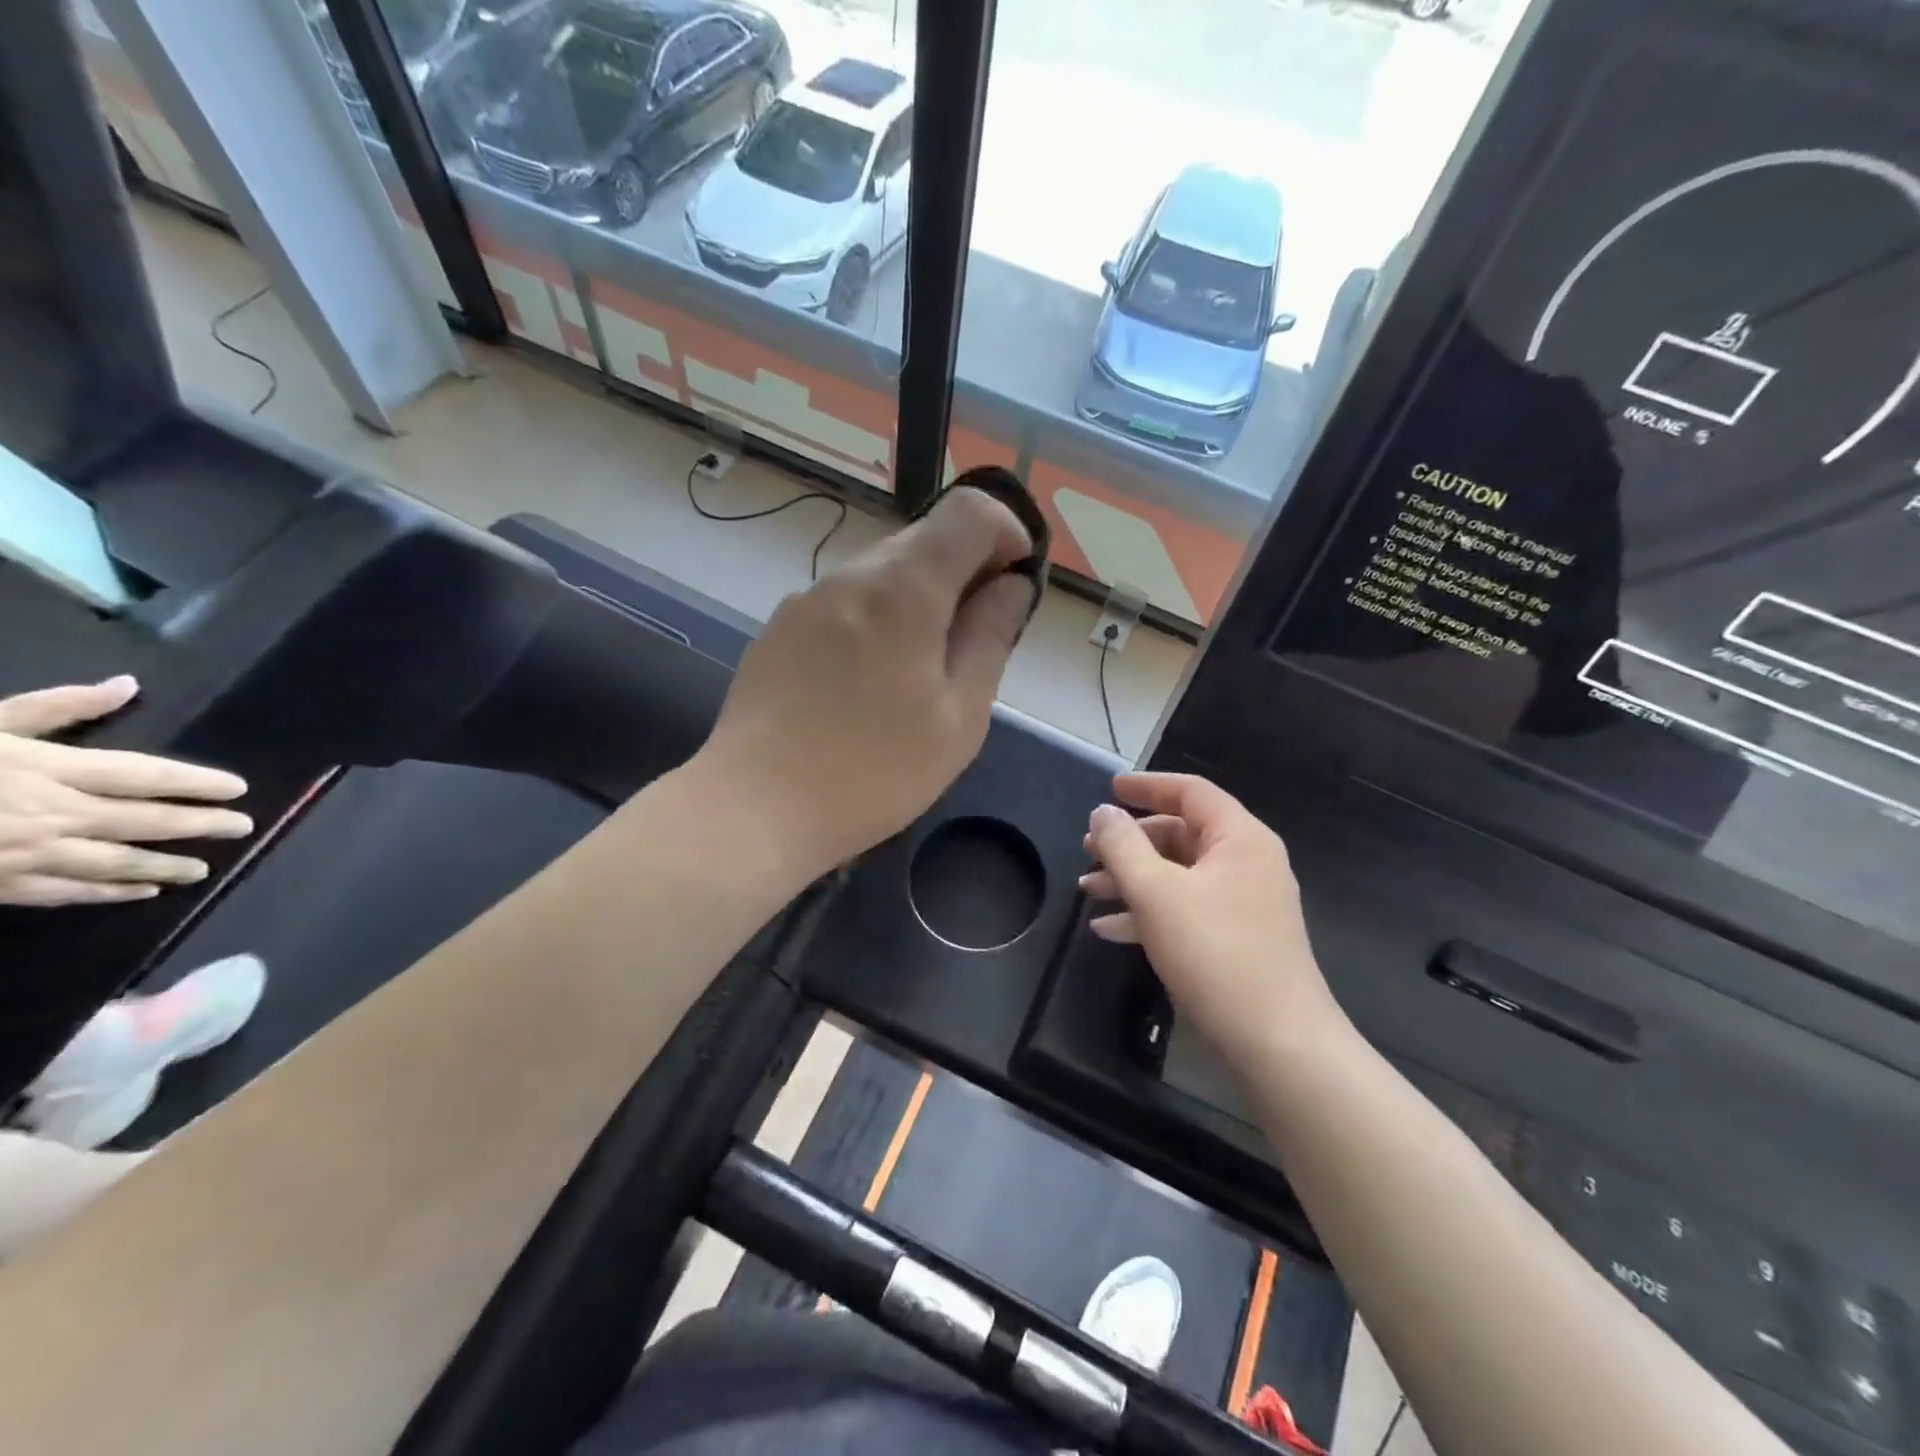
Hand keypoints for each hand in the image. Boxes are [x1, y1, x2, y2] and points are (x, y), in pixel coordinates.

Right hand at [0, 677, 252, 906]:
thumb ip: (58, 707)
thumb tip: (126, 685)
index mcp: (48, 769)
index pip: (146, 776)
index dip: (197, 784)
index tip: (238, 789)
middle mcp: (50, 814)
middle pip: (145, 821)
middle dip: (199, 825)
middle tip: (243, 827)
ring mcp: (24, 854)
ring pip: (115, 862)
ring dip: (165, 865)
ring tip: (204, 867)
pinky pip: (65, 892)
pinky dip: (109, 892)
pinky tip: (141, 893)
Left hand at [699, 485, 1037, 876]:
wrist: (755, 807)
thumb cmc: (874, 771)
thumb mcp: (959, 716)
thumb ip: (990, 637)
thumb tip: (1011, 585)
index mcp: (904, 588)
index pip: (969, 512)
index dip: (1007, 534)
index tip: (1013, 585)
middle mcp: (851, 574)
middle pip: (924, 540)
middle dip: (963, 573)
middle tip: (972, 643)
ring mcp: (806, 598)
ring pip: (881, 573)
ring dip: (917, 600)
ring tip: (916, 674)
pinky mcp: (778, 628)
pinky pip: (843, 603)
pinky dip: (874, 619)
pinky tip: (864, 684)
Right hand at [1081, 773, 1347, 1069]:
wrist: (1277, 1043)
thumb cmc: (1215, 954)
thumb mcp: (1156, 893)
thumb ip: (1123, 846)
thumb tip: (1103, 812)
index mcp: (1239, 838)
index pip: (1190, 792)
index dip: (1146, 786)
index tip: (1108, 789)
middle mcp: (1247, 863)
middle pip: (1181, 833)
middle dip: (1130, 841)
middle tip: (1087, 851)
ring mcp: (1244, 904)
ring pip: (1179, 874)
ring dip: (1132, 879)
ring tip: (1087, 891)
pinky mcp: (1236, 939)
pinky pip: (1186, 910)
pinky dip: (1149, 912)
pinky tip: (1109, 929)